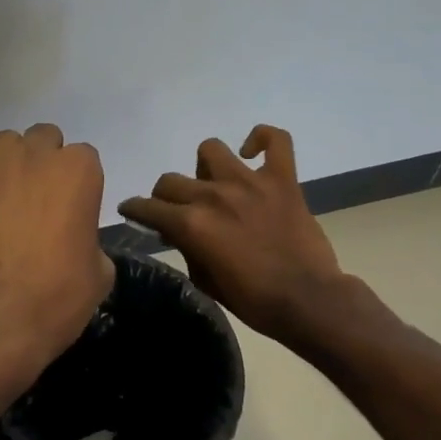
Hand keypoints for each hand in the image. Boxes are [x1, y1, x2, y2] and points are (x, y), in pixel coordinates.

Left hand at [0, 124, 115, 395]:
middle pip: (44, 140)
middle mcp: (35, 154)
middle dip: (45, 163)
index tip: (73, 211)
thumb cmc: (55, 297)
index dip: (79, 185)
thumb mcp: (98, 272)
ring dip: (11, 163)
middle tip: (39, 201)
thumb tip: (76, 237)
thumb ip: (89, 237)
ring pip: (6, 144)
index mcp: (78, 171)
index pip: (84, 158)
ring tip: (5, 198)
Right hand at [120, 125, 351, 347]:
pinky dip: (262, 139)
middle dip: (165, 197)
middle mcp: (214, 196)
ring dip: (205, 168)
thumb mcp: (205, 281)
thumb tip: (178, 233)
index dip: (134, 209)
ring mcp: (249, 182)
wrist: (308, 301)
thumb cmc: (253, 300)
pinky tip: (252, 153)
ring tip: (214, 183)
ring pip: (210, 150)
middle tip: (177, 210)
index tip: (132, 210)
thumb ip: (187, 249)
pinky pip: (276, 140)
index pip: (147, 207)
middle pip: (171, 181)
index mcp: (191, 224)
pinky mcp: (282, 179)